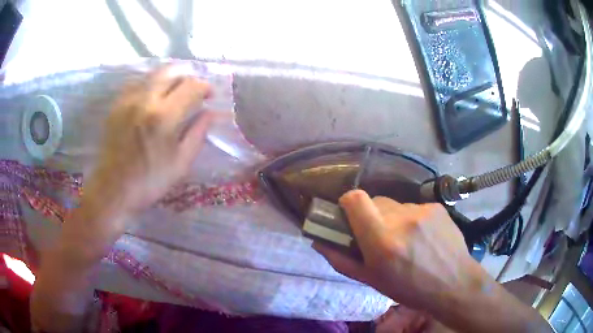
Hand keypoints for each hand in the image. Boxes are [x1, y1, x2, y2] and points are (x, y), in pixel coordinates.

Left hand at [83, 66, 214, 225]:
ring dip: (168, 78)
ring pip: (153, 74)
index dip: (205, 87)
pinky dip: (149, 85)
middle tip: (191, 91)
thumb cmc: (149, 182)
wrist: (112, 190)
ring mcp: (128, 100)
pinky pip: (137, 83)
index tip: (209, 96)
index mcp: (164, 116)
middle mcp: (145, 100)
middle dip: (186, 77)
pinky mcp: (117, 105)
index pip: (191, 86)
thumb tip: (211, 113)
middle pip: (171, 71)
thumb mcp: (180, 163)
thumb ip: (198, 134)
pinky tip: (151, 99)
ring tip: (173, 93)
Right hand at [314, 190, 479, 310]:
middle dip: (372, 216)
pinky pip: (414, 207)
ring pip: (395, 205)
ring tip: (406, 240)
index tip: (349, 214)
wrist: (454, 283)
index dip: (348, 203)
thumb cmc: (410, 289)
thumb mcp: (372, 281)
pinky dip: (412, 219)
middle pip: (375, 202)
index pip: (356, 199)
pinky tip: (423, 237)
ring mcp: (422, 210)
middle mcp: (401, 220)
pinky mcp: (436, 206)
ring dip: (393, 219)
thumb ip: (342, 260)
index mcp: (382, 241)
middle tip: (381, 237)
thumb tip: (319, 242)